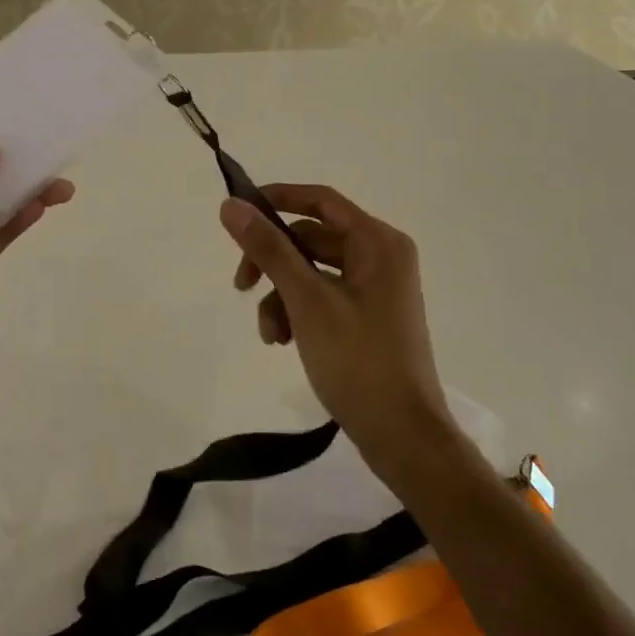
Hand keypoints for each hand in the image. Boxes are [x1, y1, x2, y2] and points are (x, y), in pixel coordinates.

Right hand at [220, 186, 453, 464]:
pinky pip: (323, 297)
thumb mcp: (306, 301)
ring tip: (269, 333)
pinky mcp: (367, 317)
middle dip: (273, 263)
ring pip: (312, 272)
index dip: (277, 199)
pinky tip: (283, 341)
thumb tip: (231, 205)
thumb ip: (269, 249)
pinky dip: (298, 312)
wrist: (403, 436)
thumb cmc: (358, 361)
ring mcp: (376, 289)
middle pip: (312, 239)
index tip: (237, 212)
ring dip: (281, 295)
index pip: (320, 201)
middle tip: (241, 285)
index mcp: (378, 243)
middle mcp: (381, 257)